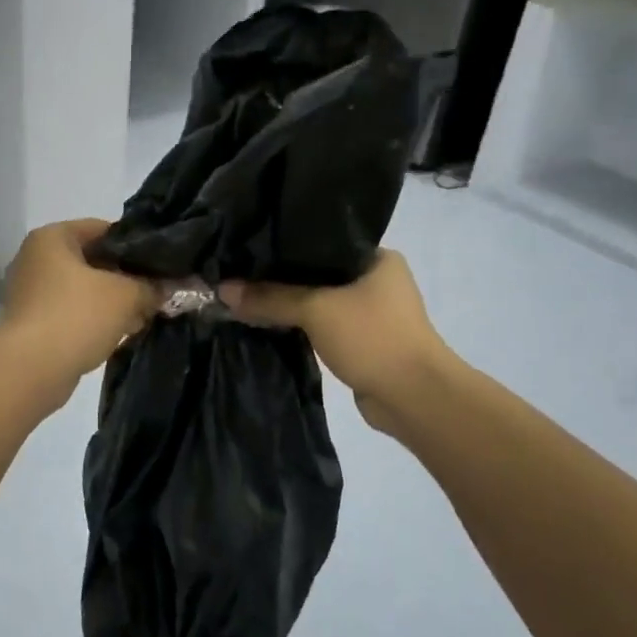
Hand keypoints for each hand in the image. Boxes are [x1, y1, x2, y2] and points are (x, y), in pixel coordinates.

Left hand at [0, 220, 157, 395]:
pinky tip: (121, 334)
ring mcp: (31, 293)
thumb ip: (153, 286)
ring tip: (145, 315)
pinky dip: (95, 321)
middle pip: (93, 260)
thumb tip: (178, 286)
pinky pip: (73, 313)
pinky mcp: (32, 324)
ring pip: (84, 290)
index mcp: (52, 237)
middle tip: (158, 292)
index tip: (163, 263)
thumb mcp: (126, 296)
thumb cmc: (76, 317)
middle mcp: (36, 259)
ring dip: (113, 302)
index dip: (137, 245)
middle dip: (127, 278)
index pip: (104, 229)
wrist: (30, 370)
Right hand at [221, 252, 454, 435]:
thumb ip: (270, 298)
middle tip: (239, 271)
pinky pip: (320, 324)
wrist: (413, 397)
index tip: (248, 245)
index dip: (284, 244)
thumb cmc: (373, 338)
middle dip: (280, 276)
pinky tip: (267, 321)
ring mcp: (370, 312)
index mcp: (377, 257)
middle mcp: (376, 279)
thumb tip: (223, 290)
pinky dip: (298, 324)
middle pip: (316, 272)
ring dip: (288, 303)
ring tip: (245, 294)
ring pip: (317, 300)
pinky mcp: (360, 340)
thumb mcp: (316, 310)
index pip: (322, 240)